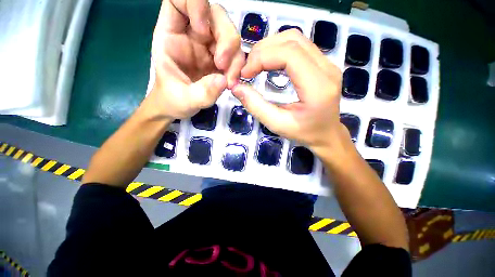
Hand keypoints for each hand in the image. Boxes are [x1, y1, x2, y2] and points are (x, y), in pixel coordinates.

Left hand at [148, 0, 244, 119]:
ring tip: (229, 81)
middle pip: (216, 16)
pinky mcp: (220, 59)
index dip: (195, 5)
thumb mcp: (184, 100)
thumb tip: (224, 80)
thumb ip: (202, 93)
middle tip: (223, 67)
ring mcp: (208, 47)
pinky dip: (238, 67)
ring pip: (230, 35)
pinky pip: (235, 54)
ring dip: (235, 57)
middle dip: (226, 39)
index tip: (204, 32)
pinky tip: (232, 82)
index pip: (180, 0)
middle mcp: (192, 35)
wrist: (180, 106)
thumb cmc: (174, 100)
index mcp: (171, 35)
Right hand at [232, 30, 349, 154]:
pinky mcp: (323, 64)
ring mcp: (328, 63)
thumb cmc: (303, 133)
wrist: (327, 134)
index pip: (289, 54)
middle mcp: (327, 69)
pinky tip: (269, 63)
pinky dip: (279, 50)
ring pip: (296, 39)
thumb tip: (236, 87)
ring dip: (270, 47)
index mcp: (318, 87)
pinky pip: (299, 46)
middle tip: (248, 68)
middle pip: (292, 40)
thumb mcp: (277, 124)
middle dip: (263, 50)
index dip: (262, 58)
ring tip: (256, 64)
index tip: (244, 73)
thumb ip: (256, 106)